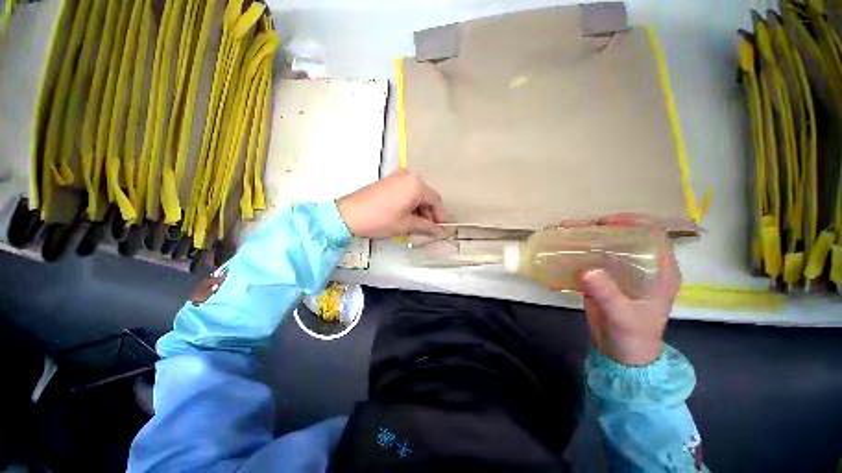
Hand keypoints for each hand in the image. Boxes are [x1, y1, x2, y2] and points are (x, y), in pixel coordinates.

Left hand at [337, 169, 446, 238]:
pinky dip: (410, 204)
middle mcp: (409, 176)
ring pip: (416, 194)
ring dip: (419, 209)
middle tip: (429, 229)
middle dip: (429, 213)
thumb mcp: (406, 225)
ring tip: (417, 226)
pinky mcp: (388, 181)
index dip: (440, 216)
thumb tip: (439, 232)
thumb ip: (427, 227)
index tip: (441, 229)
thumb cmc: (381, 219)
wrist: (349, 214)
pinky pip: (406, 192)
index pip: (436, 201)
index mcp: (416, 185)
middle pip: (426, 196)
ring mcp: (397, 177)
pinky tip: (407, 217)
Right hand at [575, 215, 680, 365]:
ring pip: (604, 246)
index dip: (634, 222)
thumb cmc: (633, 336)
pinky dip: (576, 252)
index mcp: (659, 271)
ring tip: (564, 232)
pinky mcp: (603, 279)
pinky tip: (561, 249)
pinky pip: (590, 259)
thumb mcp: (624, 316)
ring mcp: (620, 272)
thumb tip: (586, 270)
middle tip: (577, 226)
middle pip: (624, 237)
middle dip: (601, 228)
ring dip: (585, 238)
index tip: (607, 222)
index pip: (654, 235)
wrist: (621, 355)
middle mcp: (641, 266)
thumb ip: (608, 294)